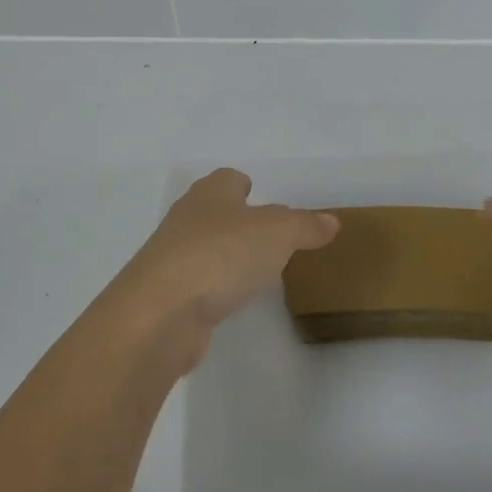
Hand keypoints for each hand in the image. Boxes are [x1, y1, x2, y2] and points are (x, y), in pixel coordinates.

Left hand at [106, 169, 338, 370]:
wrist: (160, 312)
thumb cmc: (221, 255)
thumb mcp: (277, 233)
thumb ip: (305, 226)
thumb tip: (331, 221)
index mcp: (211, 193)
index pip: (228, 179)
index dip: (245, 185)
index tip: (259, 196)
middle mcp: (187, 218)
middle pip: (215, 211)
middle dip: (237, 219)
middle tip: (267, 235)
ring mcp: (172, 257)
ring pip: (205, 247)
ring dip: (225, 254)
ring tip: (255, 269)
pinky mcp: (167, 295)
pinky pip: (198, 282)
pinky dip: (214, 286)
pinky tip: (231, 299)